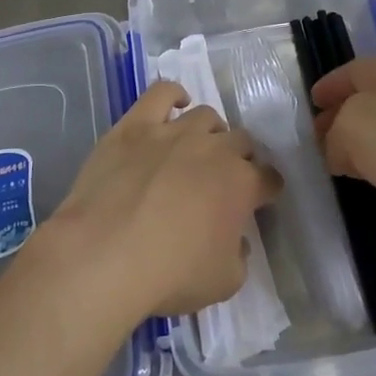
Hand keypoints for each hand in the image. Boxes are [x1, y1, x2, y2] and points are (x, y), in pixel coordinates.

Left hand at [40, 81, 279, 320]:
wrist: (105, 253)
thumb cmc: (170, 274)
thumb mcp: (224, 282)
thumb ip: (239, 256)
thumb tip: (236, 240)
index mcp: (242, 184)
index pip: (269, 178)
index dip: (266, 189)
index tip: (259, 200)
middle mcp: (214, 148)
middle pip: (241, 141)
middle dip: (239, 158)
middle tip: (223, 179)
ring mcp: (174, 131)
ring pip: (206, 116)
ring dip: (210, 132)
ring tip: (198, 149)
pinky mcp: (136, 124)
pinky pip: (162, 93)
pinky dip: (173, 95)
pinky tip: (175, 105)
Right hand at [311, 57, 375, 274]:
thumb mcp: (353, 126)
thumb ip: (333, 136)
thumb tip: (339, 154)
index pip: (350, 72)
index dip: (327, 86)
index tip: (305, 106)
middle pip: (362, 107)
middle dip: (335, 122)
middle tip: (305, 146)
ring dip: (355, 155)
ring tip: (323, 173)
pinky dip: (374, 183)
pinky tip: (357, 196)